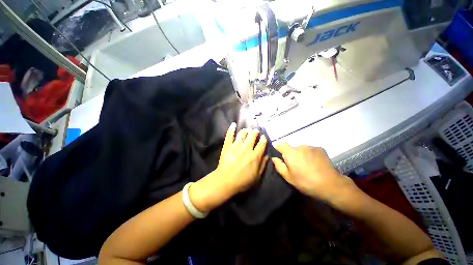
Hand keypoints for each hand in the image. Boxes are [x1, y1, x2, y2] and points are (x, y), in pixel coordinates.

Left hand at [190, 123, 267, 211]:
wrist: (225, 181)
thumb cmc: (242, 181)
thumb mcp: (256, 177)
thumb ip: (263, 165)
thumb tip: (267, 155)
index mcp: (254, 156)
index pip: (261, 144)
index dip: (263, 139)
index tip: (263, 137)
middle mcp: (246, 149)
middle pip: (252, 136)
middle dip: (255, 132)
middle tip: (255, 131)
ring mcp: (236, 146)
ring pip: (242, 134)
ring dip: (246, 130)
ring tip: (247, 129)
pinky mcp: (227, 146)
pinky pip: (229, 135)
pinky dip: (231, 129)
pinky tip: (233, 124)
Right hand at [272, 144, 355, 202]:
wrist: (331, 185)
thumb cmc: (306, 182)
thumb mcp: (288, 177)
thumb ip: (279, 166)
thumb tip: (274, 158)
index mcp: (290, 153)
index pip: (280, 144)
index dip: (279, 149)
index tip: (281, 158)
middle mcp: (300, 146)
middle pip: (292, 148)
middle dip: (291, 155)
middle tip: (296, 166)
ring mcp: (311, 147)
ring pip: (301, 149)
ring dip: (301, 155)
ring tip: (307, 166)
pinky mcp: (320, 149)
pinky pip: (310, 150)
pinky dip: (310, 155)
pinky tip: (315, 164)